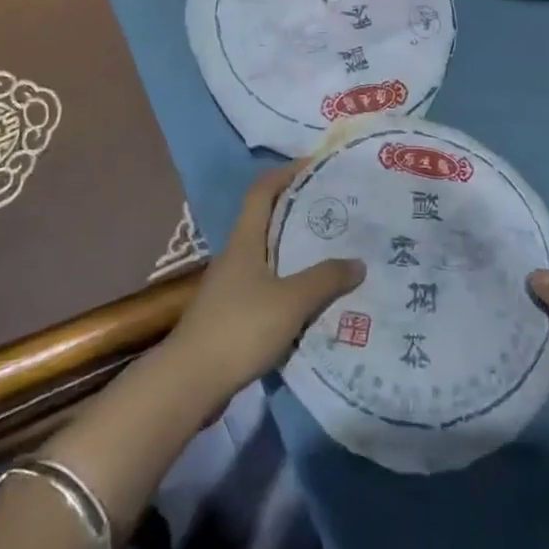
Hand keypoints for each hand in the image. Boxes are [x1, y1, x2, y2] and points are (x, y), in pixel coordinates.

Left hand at [163, 162, 365, 408]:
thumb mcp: (291, 301)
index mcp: (245, 241)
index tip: (315, 166)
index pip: (262, 191)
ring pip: (269, 257)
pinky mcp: (232, 315)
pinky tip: (312, 300)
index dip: (286, 173)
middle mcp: (236, 256)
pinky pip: (268, 287)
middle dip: (299, 212)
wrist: (190, 382)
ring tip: (333, 253)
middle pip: (267, 221)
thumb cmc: (240, 328)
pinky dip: (290, 285)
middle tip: (336, 211)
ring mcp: (231, 287)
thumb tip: (358, 263)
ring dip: (297, 251)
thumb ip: (325, 279)